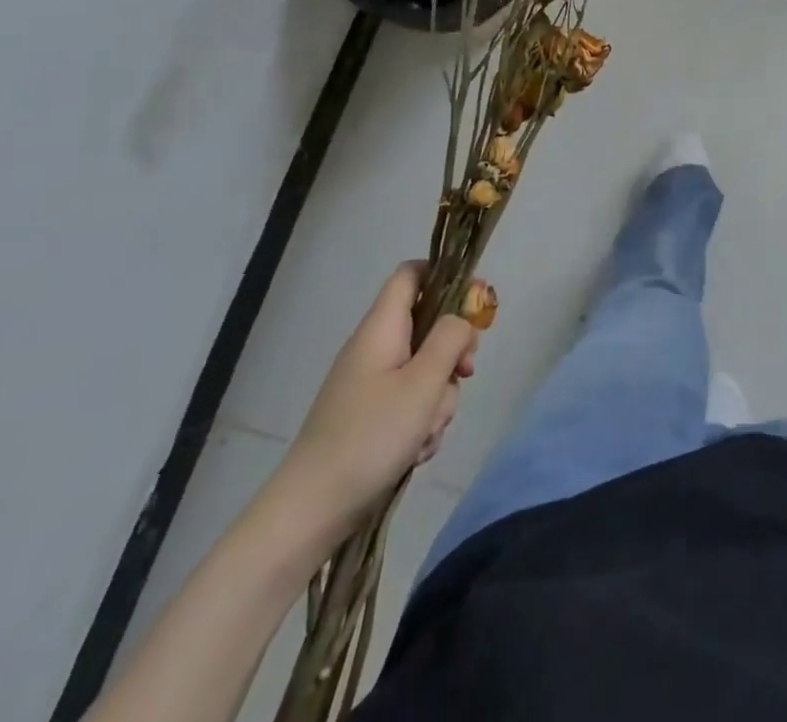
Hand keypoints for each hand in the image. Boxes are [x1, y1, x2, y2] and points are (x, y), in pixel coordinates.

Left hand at [270, 263, 477, 541]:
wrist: (310, 512)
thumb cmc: (370, 437)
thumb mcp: (423, 383)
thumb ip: (450, 339)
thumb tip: (461, 319)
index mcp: (381, 328)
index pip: (412, 274)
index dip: (445, 275)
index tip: (476, 300)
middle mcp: (375, 349)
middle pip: (428, 327)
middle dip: (452, 353)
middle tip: (465, 373)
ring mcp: (371, 385)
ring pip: (425, 371)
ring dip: (439, 398)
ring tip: (427, 431)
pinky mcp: (370, 417)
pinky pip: (411, 403)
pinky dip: (421, 422)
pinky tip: (416, 450)